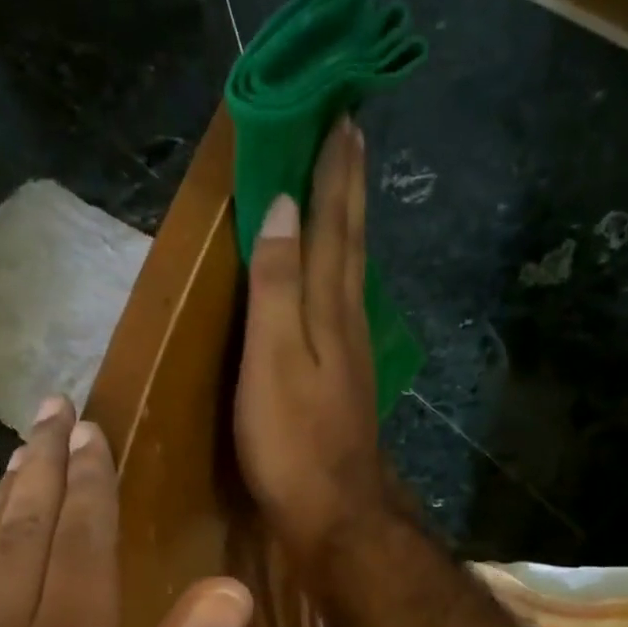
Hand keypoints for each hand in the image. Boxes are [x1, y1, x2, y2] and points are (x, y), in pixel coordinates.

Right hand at [236, 118, 386, 571]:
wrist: (334, 513)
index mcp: (330, 310)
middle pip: (351, 243)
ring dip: (348, 227)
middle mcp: (348, 323)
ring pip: (351, 274)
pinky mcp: (344, 384)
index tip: (342, 113)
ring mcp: (351, 356)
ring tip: (344, 190)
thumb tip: (284, 206)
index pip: (334, 225)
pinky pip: (343, 308)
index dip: (335, 172)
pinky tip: (336, 282)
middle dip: (349, 187)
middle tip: (353, 132)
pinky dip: (340, 276)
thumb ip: (278, 286)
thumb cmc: (293, 441)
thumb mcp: (274, 359)